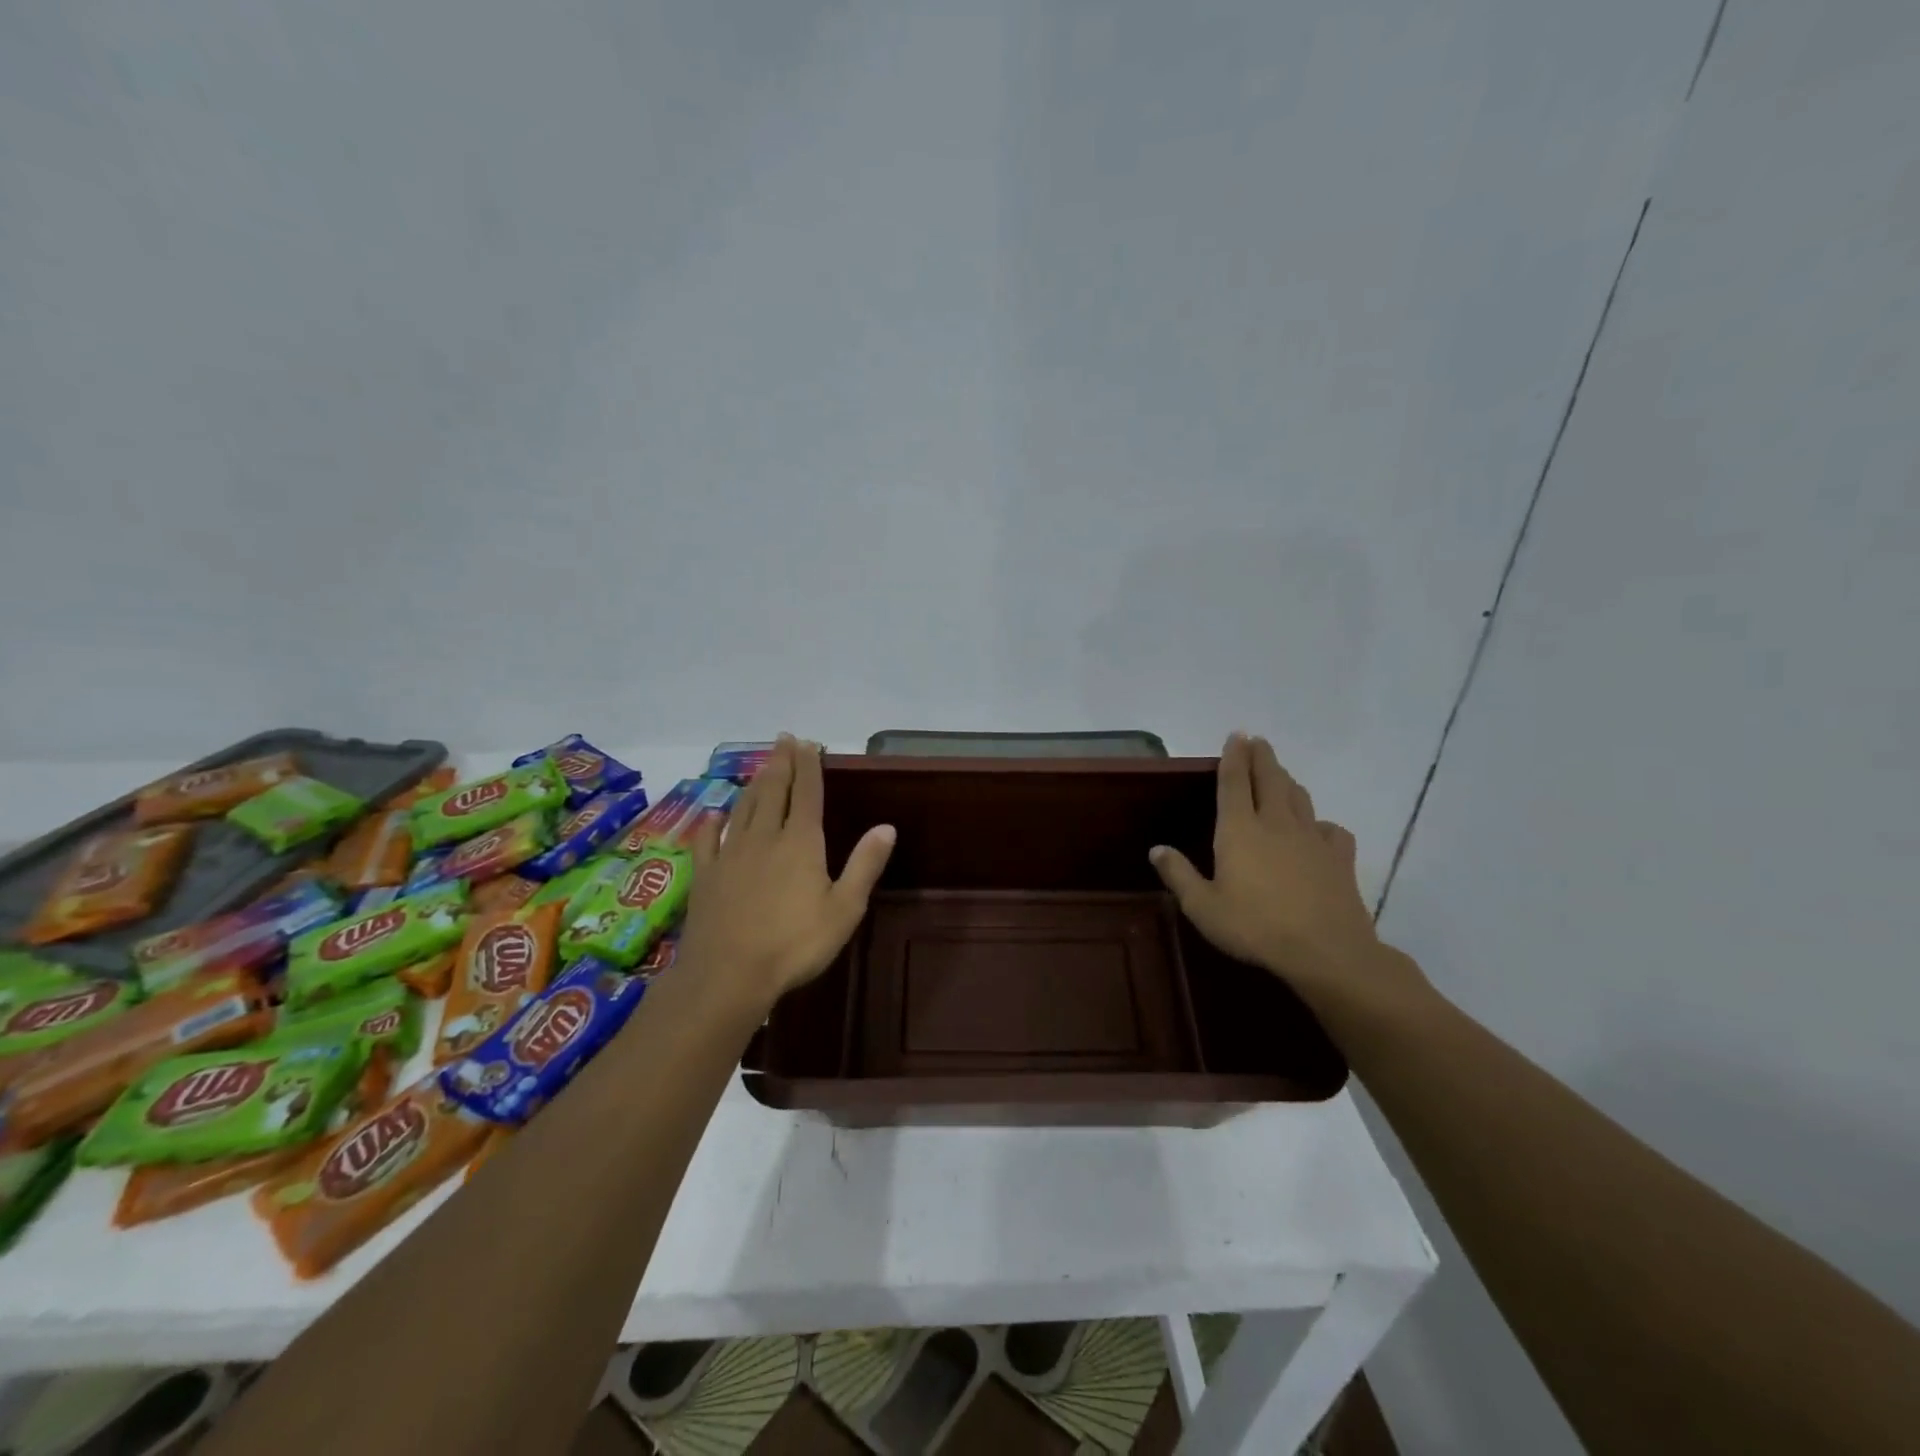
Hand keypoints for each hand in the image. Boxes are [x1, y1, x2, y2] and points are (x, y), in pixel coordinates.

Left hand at [677, 735, 894, 1012]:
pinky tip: (715, 814)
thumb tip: (886, 826)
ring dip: (754, 784)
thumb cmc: (795, 944)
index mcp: (801, 842)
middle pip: (773, 791)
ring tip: (761, 767)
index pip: (807, 793)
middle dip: (780, 763)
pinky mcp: (706, 875)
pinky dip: (713, 823)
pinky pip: (708, 840)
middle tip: (783, 740)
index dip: (808, 766)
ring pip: (744, 808)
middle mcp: (765, 837)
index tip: (808, 742)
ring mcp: (731, 854)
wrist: (728, 974)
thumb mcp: (844, 908)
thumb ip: (864, 864)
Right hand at [1150, 734, 1423, 1017]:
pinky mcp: (1339, 857)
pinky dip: (1320, 823)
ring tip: (1281, 775)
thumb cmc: (1255, 926)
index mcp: (1239, 829)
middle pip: (1270, 778)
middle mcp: (1276, 823)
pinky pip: (1331, 829)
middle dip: (1262, 756)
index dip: (1233, 756)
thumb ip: (1179, 875)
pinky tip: (1318, 830)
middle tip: (1258, 741)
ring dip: (1287, 781)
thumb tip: (1157, 849)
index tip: (1236, 735)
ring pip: (1299, 797)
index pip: (1234, 781)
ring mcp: (1311, 838)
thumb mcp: (1203, 907)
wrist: (1326, 951)